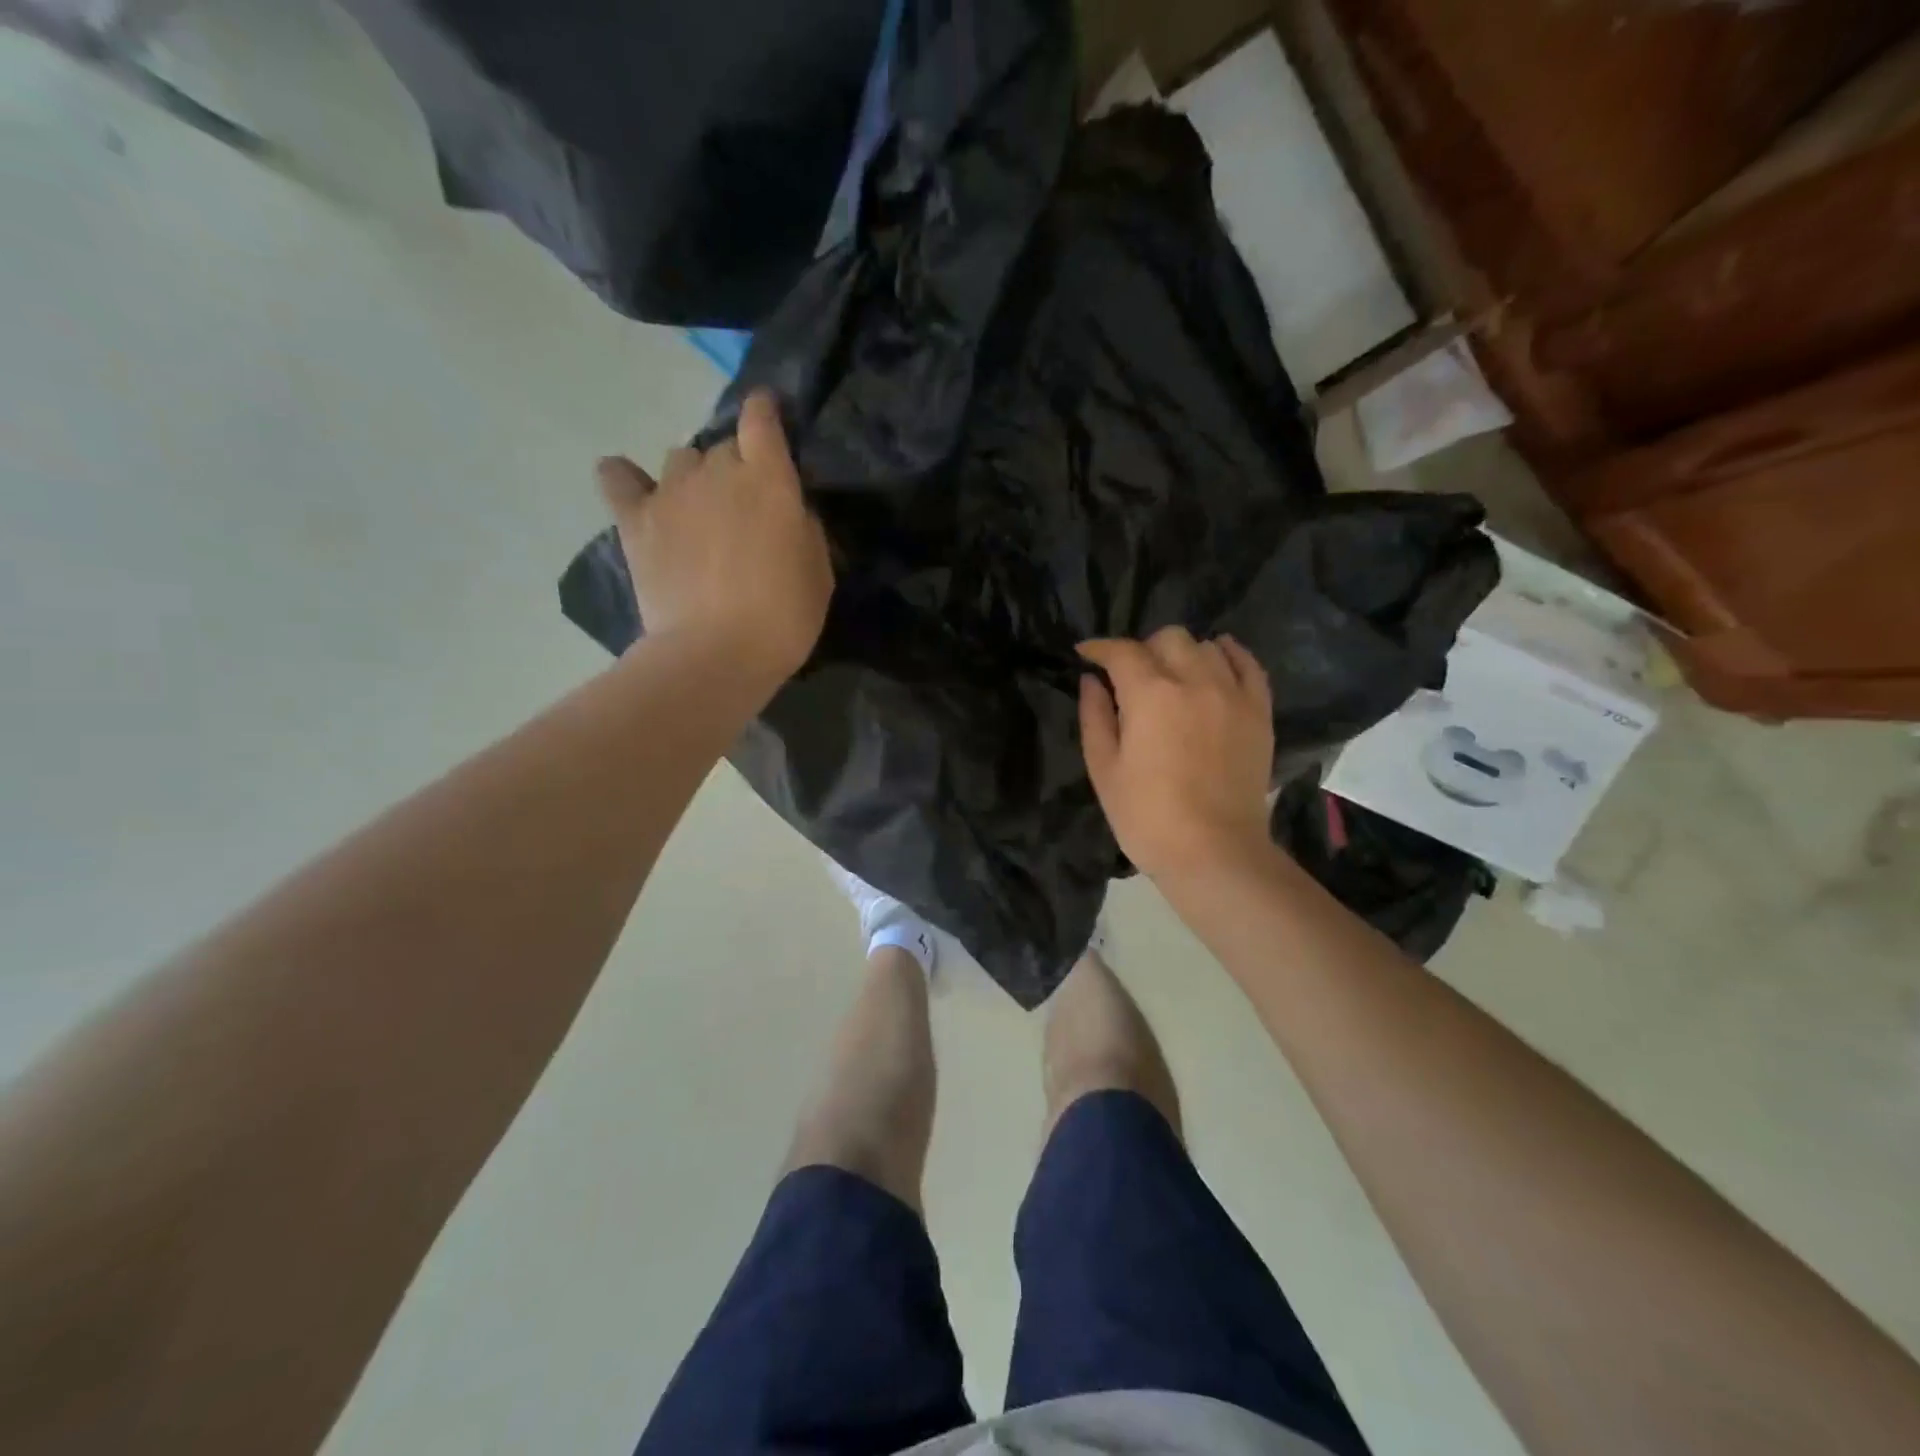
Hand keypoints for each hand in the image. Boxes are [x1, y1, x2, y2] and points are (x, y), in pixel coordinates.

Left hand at [597, 391, 833, 680]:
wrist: (716, 653)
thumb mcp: (819, 570)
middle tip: (745, 508)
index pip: (762, 418)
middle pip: (724, 446)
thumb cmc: (783, 616)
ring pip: (681, 458)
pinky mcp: (636, 520)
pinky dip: (625, 479)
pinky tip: (635, 493)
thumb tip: (787, 507)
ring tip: (698, 512)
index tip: (769, 419)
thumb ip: (803, 525)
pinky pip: (617, 478)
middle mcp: (717, 470)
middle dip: (737, 466)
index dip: (765, 412)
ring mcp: (671, 492)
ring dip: (694, 477)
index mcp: (768, 478)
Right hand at [1077, 628, 1275, 881]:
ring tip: (1171, 675)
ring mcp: (1233, 694)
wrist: (1214, 853)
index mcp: (1150, 694)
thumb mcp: (1104, 769)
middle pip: (1168, 638)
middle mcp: (1194, 681)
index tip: (1086, 653)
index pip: (1122, 652)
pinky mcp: (1259, 712)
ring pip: (1206, 647)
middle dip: (1142, 649)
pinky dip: (1229, 655)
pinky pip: (1248, 665)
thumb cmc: (1147, 816)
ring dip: (1181, 654)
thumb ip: (1094, 717)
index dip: (1099, 648)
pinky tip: (1216, 661)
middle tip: (1130, 675)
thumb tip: (1090, 681)